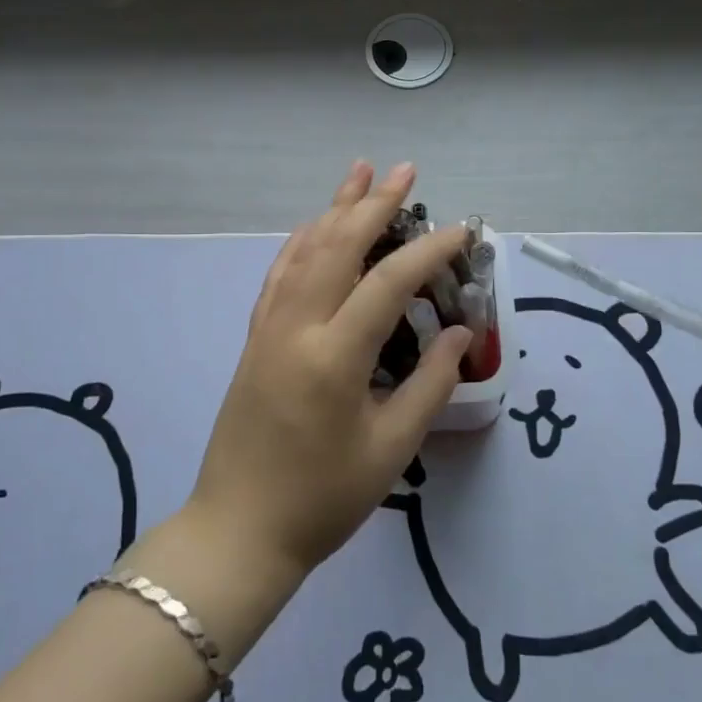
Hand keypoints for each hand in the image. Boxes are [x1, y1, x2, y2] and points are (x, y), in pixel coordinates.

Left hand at [186, 161, 471, 581]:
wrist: (238, 530)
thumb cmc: (322, 499)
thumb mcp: (390, 448)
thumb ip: (430, 383)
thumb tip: (463, 334)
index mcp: (334, 355)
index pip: (389, 282)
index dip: (428, 250)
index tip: (460, 230)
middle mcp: (297, 327)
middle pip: (338, 246)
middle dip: (374, 204)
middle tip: (405, 171)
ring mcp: (269, 329)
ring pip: (304, 251)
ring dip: (334, 209)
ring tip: (359, 173)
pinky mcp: (255, 338)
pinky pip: (279, 274)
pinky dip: (301, 242)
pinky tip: (314, 226)